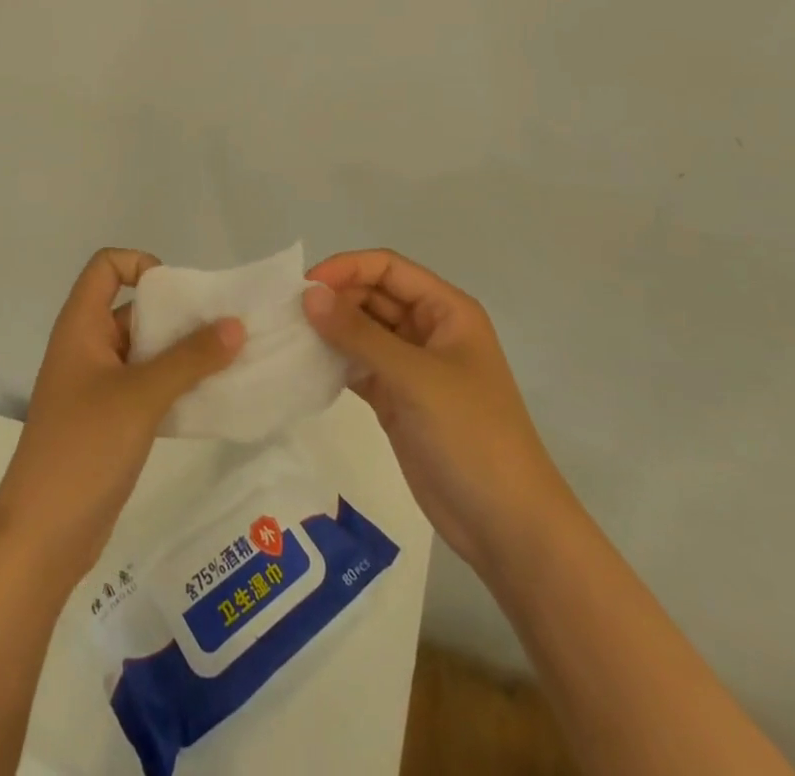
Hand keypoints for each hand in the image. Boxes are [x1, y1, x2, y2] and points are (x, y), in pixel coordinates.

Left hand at [0, 249, 243, 580]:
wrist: (41, 539)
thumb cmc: (84, 450)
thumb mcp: (141, 397)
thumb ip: (190, 359)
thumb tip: (235, 324)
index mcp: (81, 327)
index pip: (106, 267)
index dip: (140, 265)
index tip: (178, 294)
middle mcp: (87, 348)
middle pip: (134, 309)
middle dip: (178, 314)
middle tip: (225, 328)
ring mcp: (97, 387)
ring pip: (145, 351)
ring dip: (183, 353)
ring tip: (228, 361)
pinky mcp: (110, 421)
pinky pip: (148, 386)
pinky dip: (176, 384)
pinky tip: (210, 398)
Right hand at [303, 249, 558, 578]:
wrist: (506, 526)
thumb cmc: (471, 435)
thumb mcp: (415, 377)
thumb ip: (359, 333)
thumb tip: (309, 294)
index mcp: (446, 310)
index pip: (388, 268)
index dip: (346, 268)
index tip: (304, 287)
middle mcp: (428, 330)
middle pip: (373, 296)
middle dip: (334, 299)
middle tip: (288, 315)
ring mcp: (412, 367)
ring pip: (363, 332)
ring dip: (331, 331)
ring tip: (288, 337)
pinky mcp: (397, 400)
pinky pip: (359, 367)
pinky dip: (334, 363)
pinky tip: (305, 367)